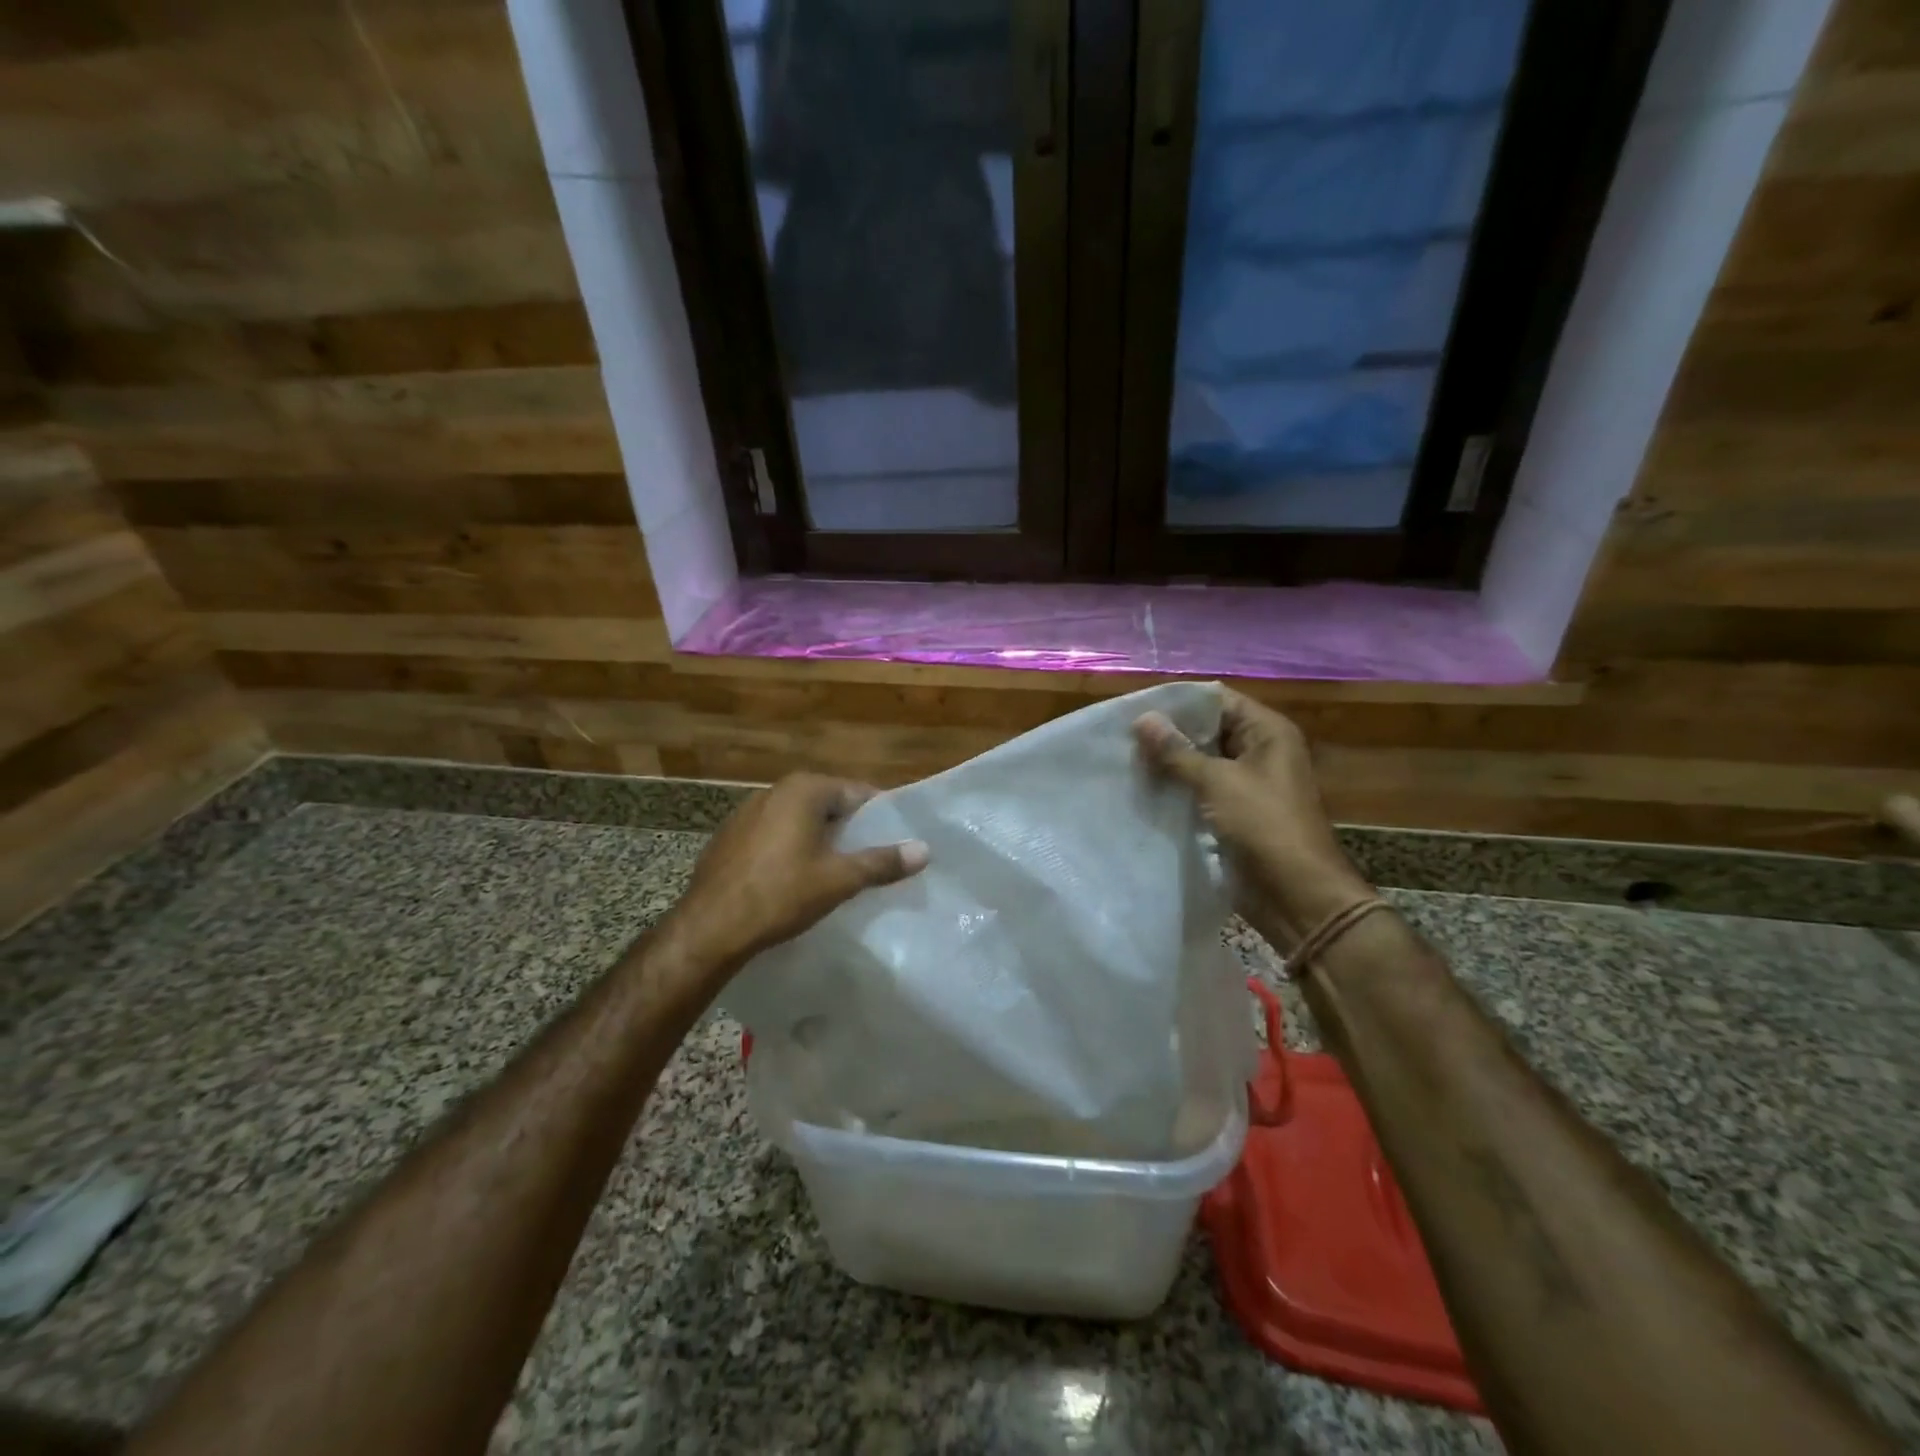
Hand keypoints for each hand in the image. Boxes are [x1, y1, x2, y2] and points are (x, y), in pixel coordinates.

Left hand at [664, 773, 928, 978]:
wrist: (709, 928)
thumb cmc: (780, 895)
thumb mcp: (839, 879)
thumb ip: (882, 861)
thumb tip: (924, 850)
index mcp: (804, 789)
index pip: (857, 792)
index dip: (879, 816)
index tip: (895, 841)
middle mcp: (775, 790)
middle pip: (828, 804)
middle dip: (850, 829)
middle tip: (872, 859)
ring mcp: (747, 812)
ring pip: (800, 820)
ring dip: (820, 839)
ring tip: (839, 870)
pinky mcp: (730, 836)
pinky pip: (775, 834)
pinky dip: (791, 848)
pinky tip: (796, 878)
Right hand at [1134, 690, 1371, 939]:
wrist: (1296, 895)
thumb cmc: (1264, 826)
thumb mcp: (1218, 782)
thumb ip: (1177, 751)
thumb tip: (1142, 719)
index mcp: (1266, 732)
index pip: (1216, 700)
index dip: (1178, 702)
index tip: (1136, 707)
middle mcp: (1258, 751)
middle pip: (1207, 729)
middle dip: (1168, 733)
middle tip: (1123, 736)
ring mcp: (1246, 784)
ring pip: (1200, 762)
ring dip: (1168, 763)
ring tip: (1126, 760)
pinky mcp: (1233, 813)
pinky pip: (1199, 790)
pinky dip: (1176, 788)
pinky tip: (1143, 788)